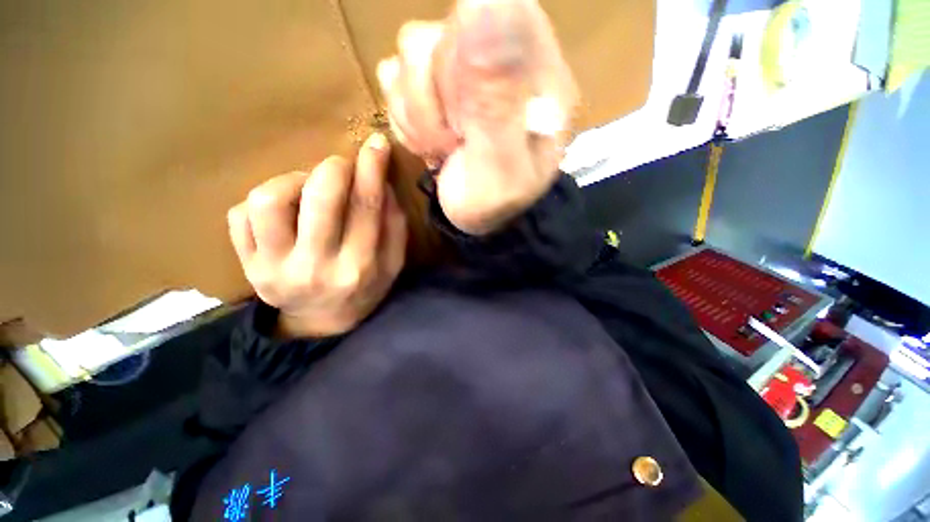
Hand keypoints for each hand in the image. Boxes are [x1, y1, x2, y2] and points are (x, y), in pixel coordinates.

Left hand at [227, 133, 406, 338]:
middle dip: (333, 167)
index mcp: (358, 267)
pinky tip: (284, 211)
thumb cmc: (364, 290)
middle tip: (341, 165)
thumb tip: (383, 185)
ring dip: (292, 180)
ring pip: (269, 200)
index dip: (372, 169)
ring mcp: (273, 268)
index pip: (366, 208)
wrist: (321, 322)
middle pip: (319, 198)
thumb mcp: (392, 264)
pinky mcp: (246, 266)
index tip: (376, 143)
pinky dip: (263, 200)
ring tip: (307, 187)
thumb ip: (394, 227)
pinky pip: (239, 215)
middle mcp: (316, 267)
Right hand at [378, 0, 577, 234]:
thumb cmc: (498, 200)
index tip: (464, 114)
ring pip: (409, 55)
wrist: (483, 219)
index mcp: (534, 68)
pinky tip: (431, 143)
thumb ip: (496, 98)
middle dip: (432, 103)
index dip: (461, 62)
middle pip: (436, 35)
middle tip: (455, 143)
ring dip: (417, 115)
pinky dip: (406, 119)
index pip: (492, 11)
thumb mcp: (502, 162)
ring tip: (444, 148)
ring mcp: (463, 69)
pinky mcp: (435, 87)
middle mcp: (498, 56)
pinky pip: (395, 79)